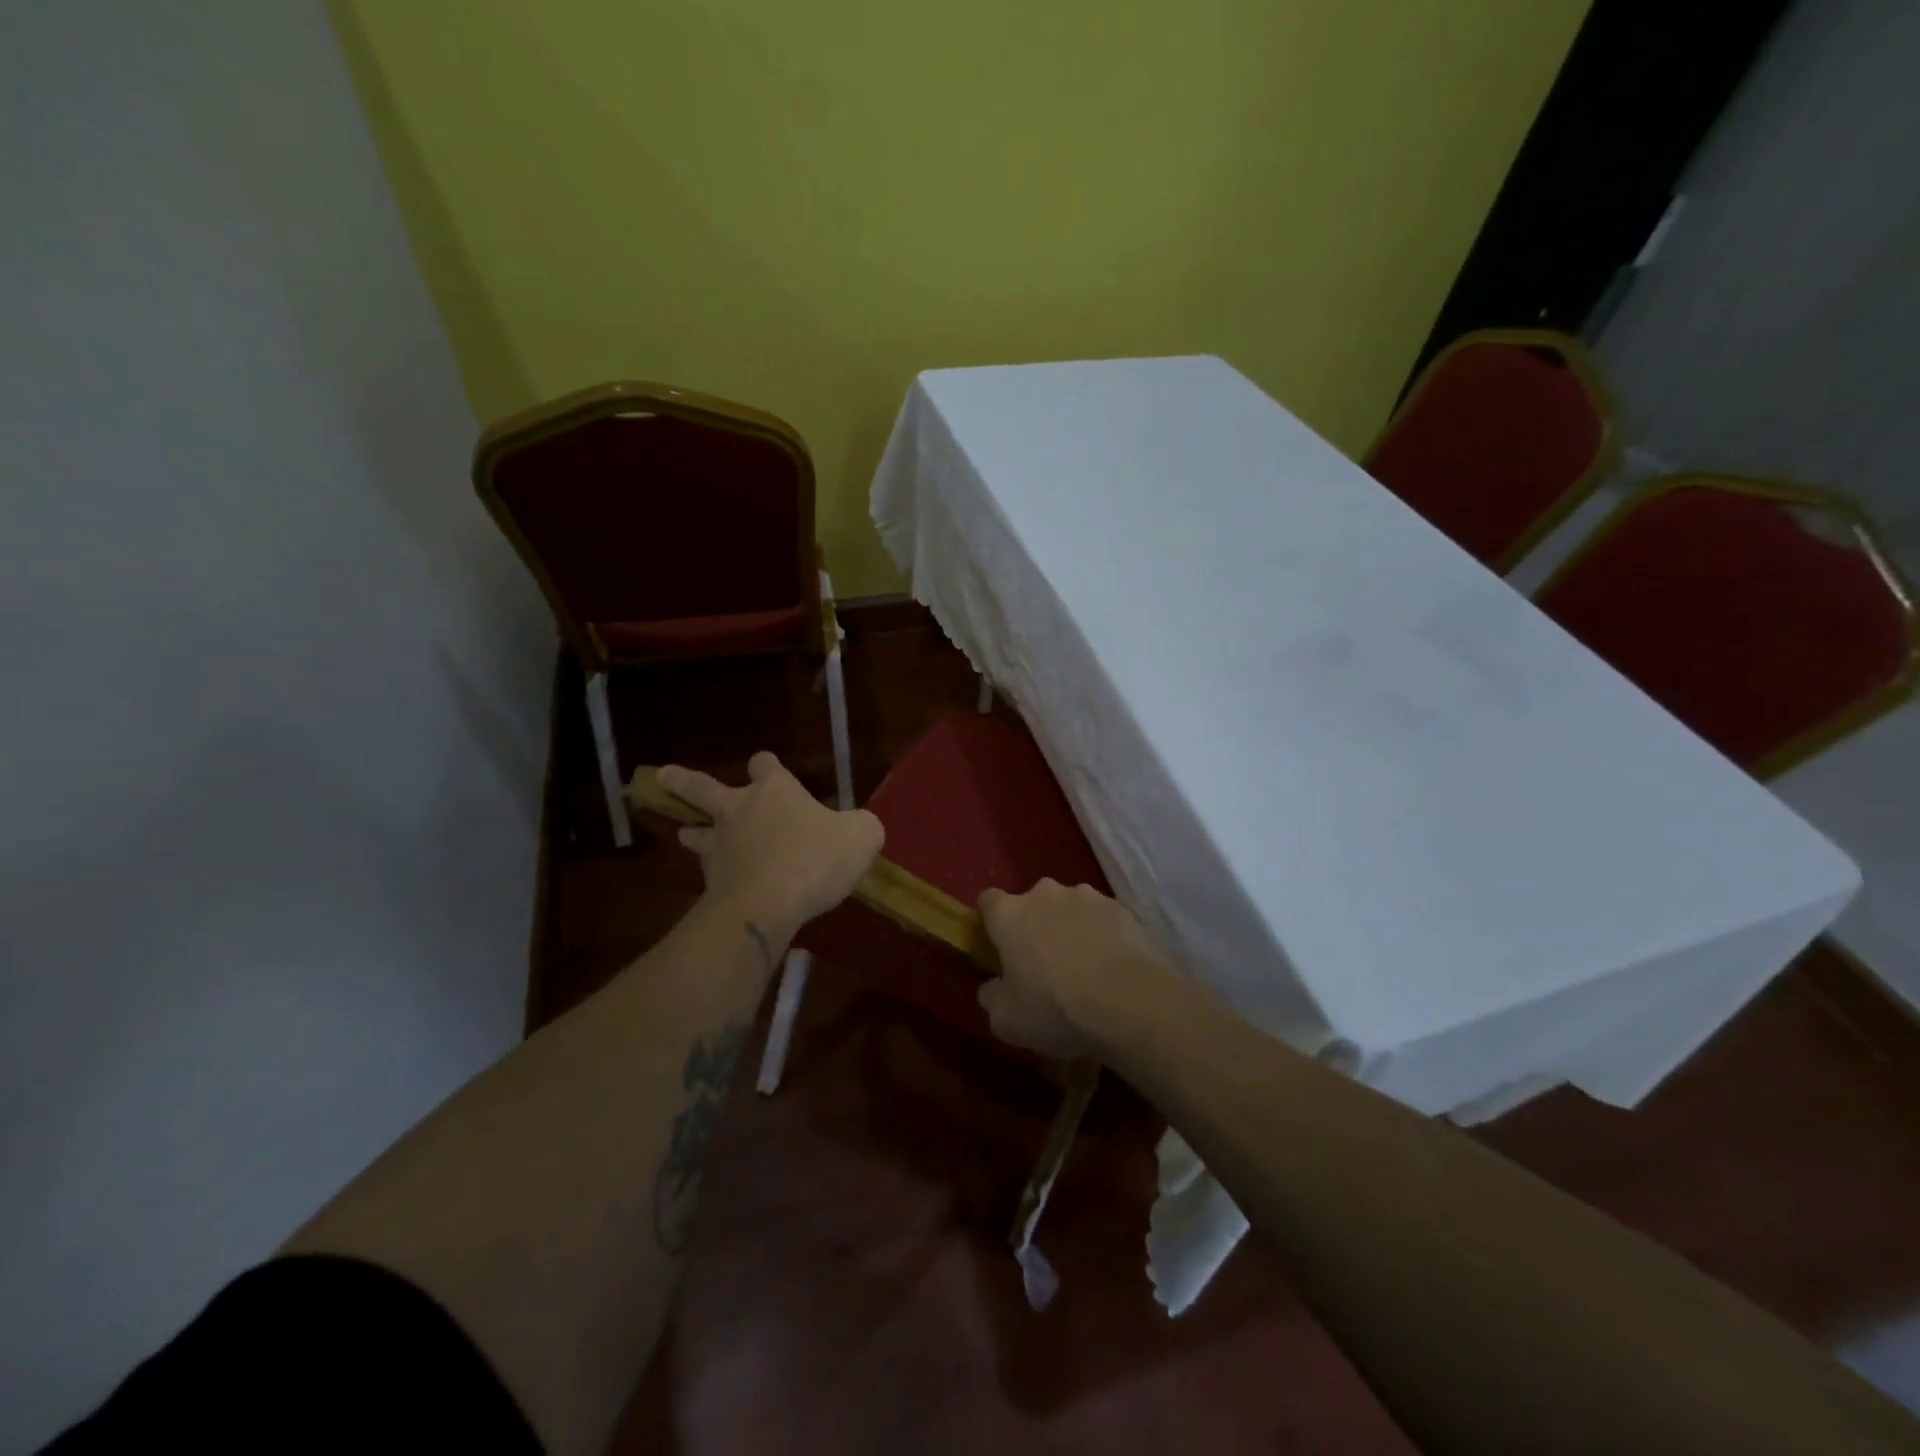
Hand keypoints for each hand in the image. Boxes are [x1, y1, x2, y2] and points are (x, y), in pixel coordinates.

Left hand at [658, 752, 883, 943]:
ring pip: (696, 830)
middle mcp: (740, 809)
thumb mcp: (862, 837)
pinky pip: (709, 872)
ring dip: (691, 830)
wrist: (769, 903)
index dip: (767, 766)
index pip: (765, 765)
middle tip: (662, 775)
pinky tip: (718, 884)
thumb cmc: (817, 858)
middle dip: (683, 781)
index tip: (766, 767)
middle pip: (703, 787)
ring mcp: (720, 844)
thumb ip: (861, 827)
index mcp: (775, 790)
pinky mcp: (712, 880)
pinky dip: (713, 874)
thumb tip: (860, 828)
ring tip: (684, 833)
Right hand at [977, 879, 1169, 1058]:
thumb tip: (992, 987)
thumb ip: (991, 997)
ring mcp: (1085, 896)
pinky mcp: (1119, 907)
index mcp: (1010, 914)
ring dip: (1069, 927)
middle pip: (1031, 903)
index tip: (998, 946)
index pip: (988, 900)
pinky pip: (1100, 918)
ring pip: (1068, 908)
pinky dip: (1100, 934)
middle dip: (1034, 925)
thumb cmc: (1056, 1009)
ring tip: (1083, 965)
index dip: (992, 921)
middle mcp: (1044, 894)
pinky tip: (1109, 965)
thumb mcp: (1007, 1020)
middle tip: (1042, 963)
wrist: (1130, 1002)